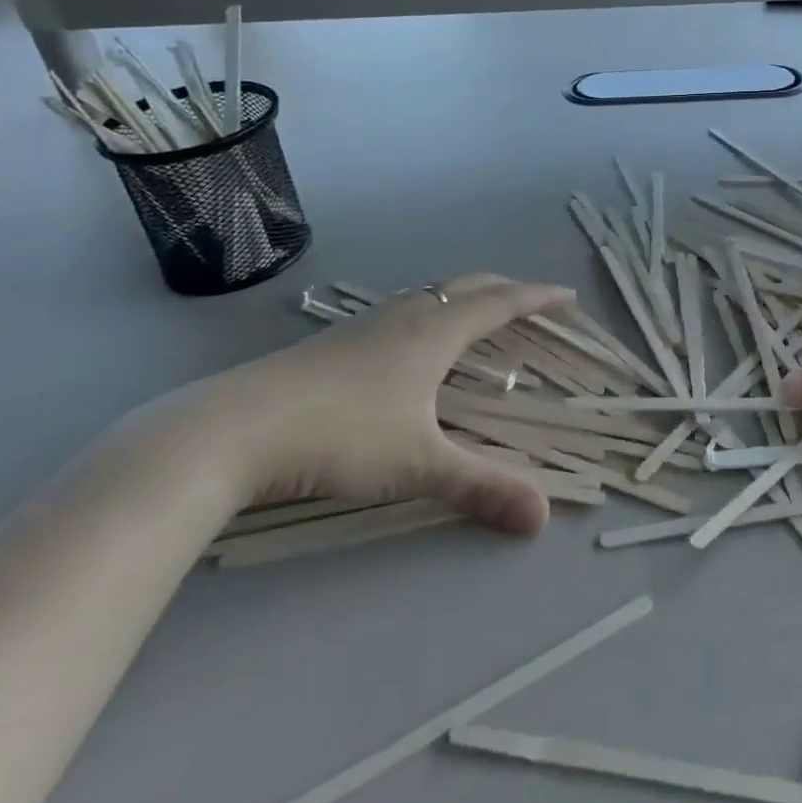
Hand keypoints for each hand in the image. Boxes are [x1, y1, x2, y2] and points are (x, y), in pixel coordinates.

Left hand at [188, 273, 573, 534]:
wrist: (233, 428)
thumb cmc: (340, 435)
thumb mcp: (418, 464)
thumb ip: (482, 487)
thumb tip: (542, 516)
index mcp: (435, 330)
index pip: (501, 303)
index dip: (538, 298)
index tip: (568, 297)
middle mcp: (406, 314)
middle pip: (468, 285)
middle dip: (506, 289)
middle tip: (532, 302)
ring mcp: (366, 323)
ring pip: (431, 294)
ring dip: (465, 298)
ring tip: (479, 319)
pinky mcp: (336, 341)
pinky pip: (404, 310)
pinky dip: (431, 313)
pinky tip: (414, 346)